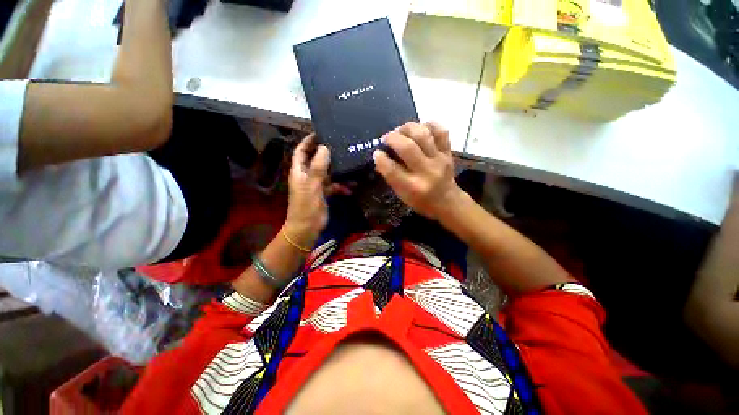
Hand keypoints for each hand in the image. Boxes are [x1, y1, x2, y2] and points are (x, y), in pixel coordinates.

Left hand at [285, 134, 347, 249]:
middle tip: (340, 146)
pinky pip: (334, 186)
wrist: (307, 227)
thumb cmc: (306, 205)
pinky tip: (351, 188)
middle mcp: (307, 175)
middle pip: (316, 160)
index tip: (319, 133)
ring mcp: (316, 185)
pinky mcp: (324, 194)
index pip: (301, 151)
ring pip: (328, 173)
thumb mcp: (312, 184)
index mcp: (299, 171)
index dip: (308, 141)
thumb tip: (325, 147)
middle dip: (327, 154)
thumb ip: (318, 166)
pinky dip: (341, 186)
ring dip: (338, 172)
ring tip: (351, 166)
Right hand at [373, 122, 464, 220]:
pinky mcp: (448, 152)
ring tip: (401, 131)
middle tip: (387, 138)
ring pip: (423, 135)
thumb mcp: (402, 195)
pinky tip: (420, 128)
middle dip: (393, 138)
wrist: (447, 201)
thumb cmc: (421, 201)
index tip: (377, 153)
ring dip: (408, 128)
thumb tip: (379, 157)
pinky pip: (441, 131)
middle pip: (407, 147)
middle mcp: (426, 172)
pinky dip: (429, 125)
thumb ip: (390, 177)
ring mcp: (439, 160)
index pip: (392, 169)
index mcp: (412, 187)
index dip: (381, 158)